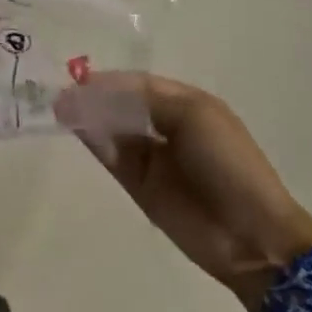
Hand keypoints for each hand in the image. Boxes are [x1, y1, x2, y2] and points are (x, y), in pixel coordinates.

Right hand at [65, 74, 311, 311]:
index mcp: (185, 104)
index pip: (138, 84)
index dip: (110, 80)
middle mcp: (164, 126)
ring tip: (60, 107)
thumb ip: (144, 100)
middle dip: (94, 96)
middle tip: (61, 92)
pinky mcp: (138, 185)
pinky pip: (111, 156)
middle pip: (121, 105)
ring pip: (112, 129)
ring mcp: (150, 157)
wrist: (251, 235)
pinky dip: (93, 141)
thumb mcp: (194, 116)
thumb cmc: (230, 164)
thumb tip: (99, 92)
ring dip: (89, 117)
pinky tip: (75, 127)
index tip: (78, 76)